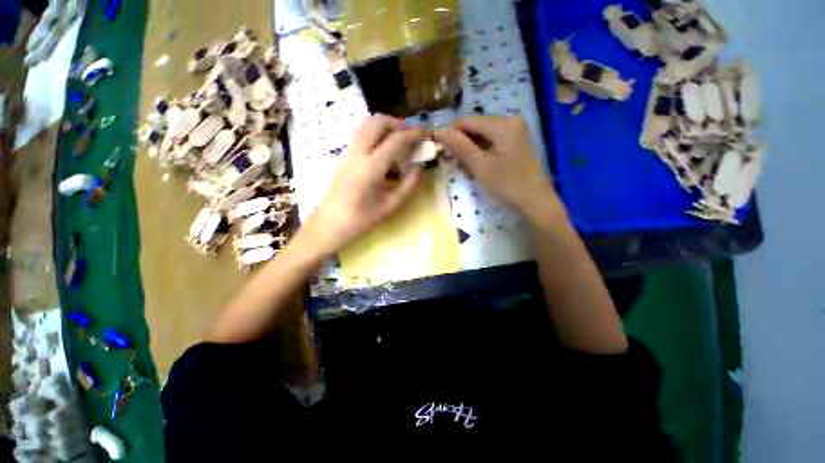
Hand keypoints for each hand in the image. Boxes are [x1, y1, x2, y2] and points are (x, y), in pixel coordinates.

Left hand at [303, 115, 425, 255]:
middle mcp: (358, 154)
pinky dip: (377, 134)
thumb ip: (408, 185)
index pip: (395, 140)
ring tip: (399, 141)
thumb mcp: (390, 206)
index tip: (427, 132)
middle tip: (411, 135)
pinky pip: (362, 135)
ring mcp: (348, 153)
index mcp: (371, 168)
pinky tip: (385, 151)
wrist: (331, 223)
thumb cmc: (362, 219)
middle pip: (377, 122)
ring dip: (386, 126)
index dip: (413, 133)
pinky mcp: (344, 156)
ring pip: (366, 125)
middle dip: (397, 123)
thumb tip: (420, 167)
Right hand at [434, 116, 562, 220]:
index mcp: (503, 124)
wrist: (535, 201)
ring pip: (482, 135)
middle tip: (451, 161)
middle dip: (460, 143)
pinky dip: (480, 152)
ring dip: (469, 149)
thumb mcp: (480, 166)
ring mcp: (515, 131)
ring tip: (463, 167)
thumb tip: (438, 130)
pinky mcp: (515, 142)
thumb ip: (459, 146)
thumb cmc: (507, 184)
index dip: (449, 132)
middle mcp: (510, 121)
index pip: (467, 120)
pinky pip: (491, 141)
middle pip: (475, 127)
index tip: (438, 148)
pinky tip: (476, 165)